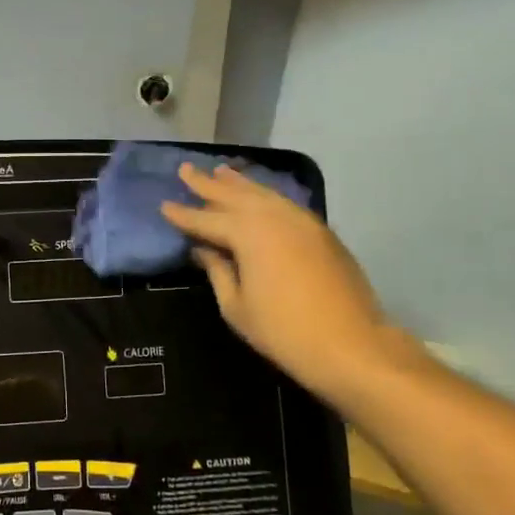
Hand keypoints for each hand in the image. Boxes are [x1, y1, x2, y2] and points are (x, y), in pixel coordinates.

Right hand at [159, 163, 415, 402]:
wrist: (350, 345)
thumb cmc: (282, 331)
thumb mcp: (236, 306)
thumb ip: (217, 270)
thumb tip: (204, 249)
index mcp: (248, 234)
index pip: (206, 219)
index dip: (183, 214)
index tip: (164, 205)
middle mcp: (274, 217)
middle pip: (235, 195)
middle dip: (208, 184)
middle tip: (185, 169)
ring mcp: (302, 221)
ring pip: (263, 194)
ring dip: (239, 183)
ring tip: (220, 172)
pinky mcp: (321, 232)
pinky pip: (284, 203)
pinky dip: (265, 195)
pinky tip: (257, 196)